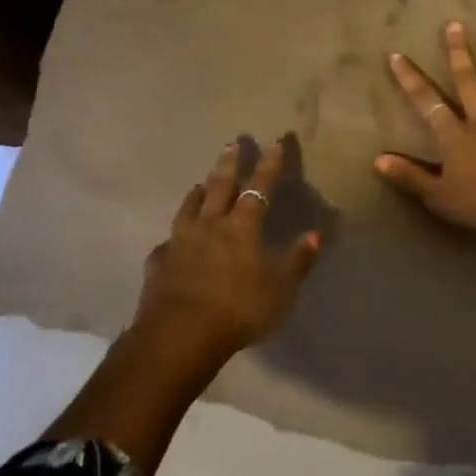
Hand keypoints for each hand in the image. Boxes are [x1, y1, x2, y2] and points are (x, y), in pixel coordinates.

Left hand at [133, 139, 323, 358]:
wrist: (180, 334)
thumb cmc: (238, 308)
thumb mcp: (280, 288)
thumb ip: (298, 260)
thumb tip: (316, 233)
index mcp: (241, 227)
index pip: (259, 188)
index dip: (270, 165)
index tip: (276, 141)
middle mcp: (209, 225)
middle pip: (219, 186)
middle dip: (228, 164)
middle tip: (231, 142)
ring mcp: (179, 242)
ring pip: (188, 209)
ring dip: (196, 194)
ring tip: (199, 183)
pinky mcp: (158, 264)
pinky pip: (167, 245)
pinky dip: (172, 239)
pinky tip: (170, 242)